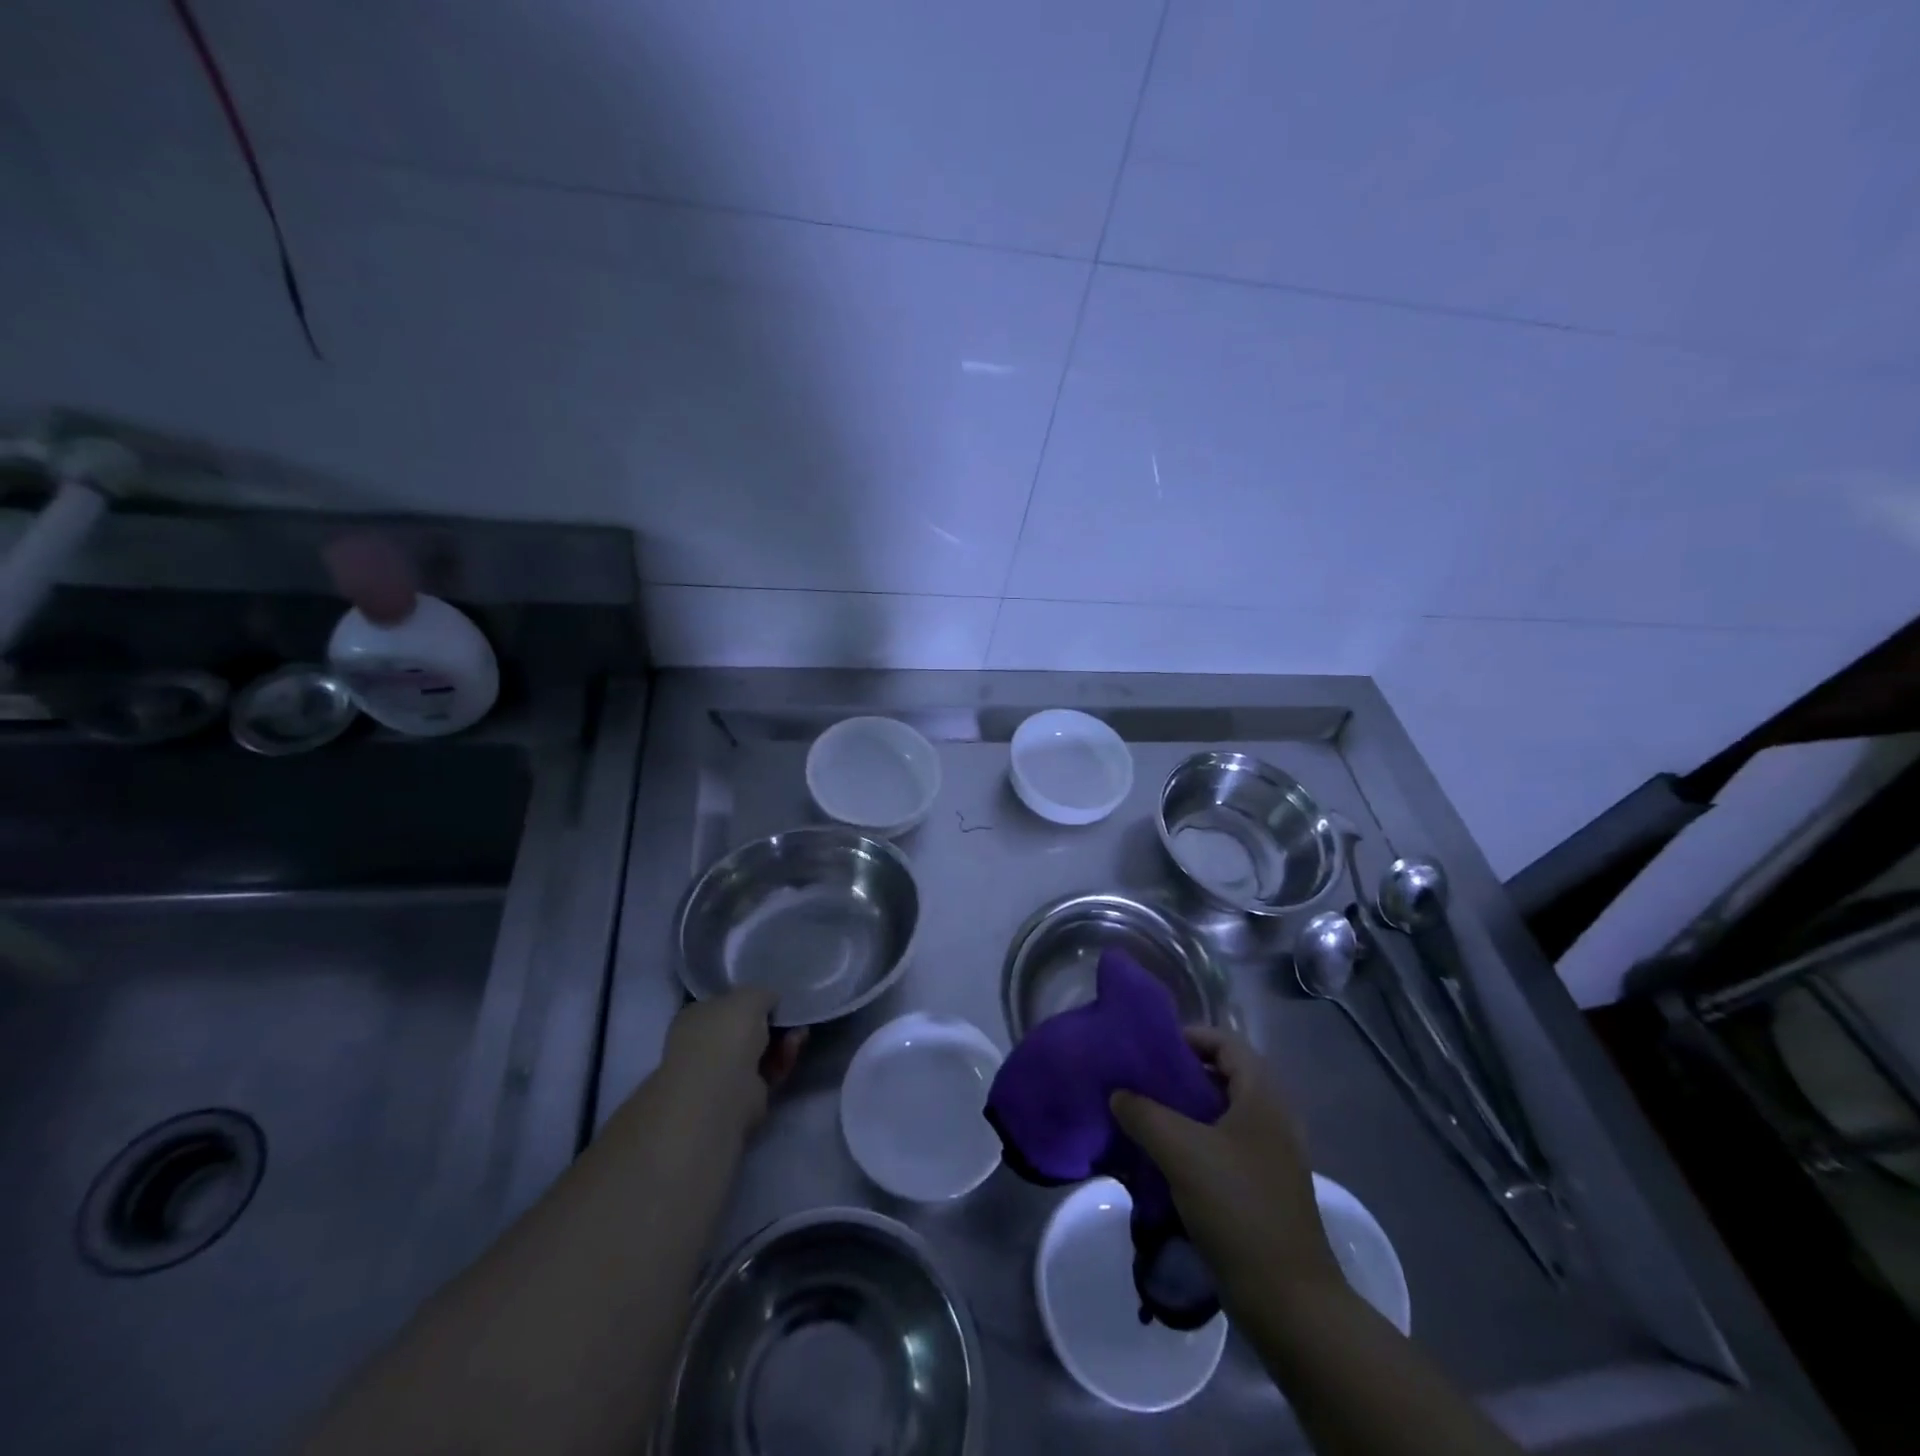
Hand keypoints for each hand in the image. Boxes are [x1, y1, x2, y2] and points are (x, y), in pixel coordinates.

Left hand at [657, 988, 805, 1140]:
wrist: (723, 1089)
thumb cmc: (726, 1033)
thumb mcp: (749, 996)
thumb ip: (762, 994)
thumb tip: (770, 1001)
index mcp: (695, 1017)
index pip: (725, 1004)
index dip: (751, 1001)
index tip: (775, 999)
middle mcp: (704, 1045)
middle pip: (746, 1029)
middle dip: (773, 1022)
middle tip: (793, 1016)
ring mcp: (722, 1073)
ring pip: (760, 1051)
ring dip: (783, 1040)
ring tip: (800, 1033)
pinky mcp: (743, 1096)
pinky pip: (767, 1071)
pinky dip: (783, 1060)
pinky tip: (794, 1049)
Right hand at [1111, 1028, 1338, 1297]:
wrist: (1289, 1301)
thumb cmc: (1238, 1208)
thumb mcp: (1181, 1151)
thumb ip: (1144, 1113)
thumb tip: (1118, 1094)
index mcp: (1262, 1097)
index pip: (1225, 1042)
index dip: (1189, 1037)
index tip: (1151, 1050)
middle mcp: (1272, 1118)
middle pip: (1222, 1076)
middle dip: (1180, 1075)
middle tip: (1140, 1082)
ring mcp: (1270, 1156)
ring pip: (1220, 1115)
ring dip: (1184, 1112)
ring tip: (1144, 1119)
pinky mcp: (1262, 1188)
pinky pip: (1224, 1147)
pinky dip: (1195, 1143)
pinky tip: (1164, 1160)